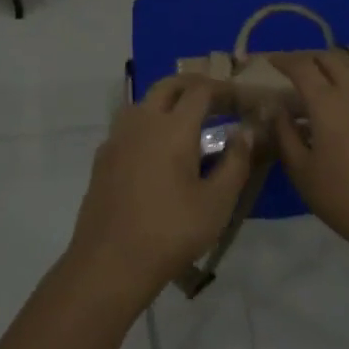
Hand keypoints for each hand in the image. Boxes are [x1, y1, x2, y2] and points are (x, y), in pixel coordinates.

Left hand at [66, 75, 256, 309]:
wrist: (109, 262)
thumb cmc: (170, 232)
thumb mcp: (217, 203)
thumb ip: (236, 162)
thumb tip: (246, 131)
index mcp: (173, 127)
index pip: (201, 91)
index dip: (224, 90)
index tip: (242, 101)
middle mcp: (142, 121)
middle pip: (169, 86)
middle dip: (195, 86)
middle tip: (218, 101)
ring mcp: (118, 137)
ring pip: (145, 101)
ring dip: (169, 101)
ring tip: (189, 123)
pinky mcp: (103, 156)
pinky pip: (130, 125)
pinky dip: (149, 123)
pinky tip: (158, 150)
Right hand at [269, 51, 348, 263]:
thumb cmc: (345, 198)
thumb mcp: (302, 171)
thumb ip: (284, 134)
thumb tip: (276, 109)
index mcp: (328, 101)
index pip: (302, 66)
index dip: (283, 59)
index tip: (269, 60)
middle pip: (330, 57)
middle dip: (308, 57)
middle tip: (293, 69)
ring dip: (332, 66)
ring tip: (319, 81)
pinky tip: (347, 102)